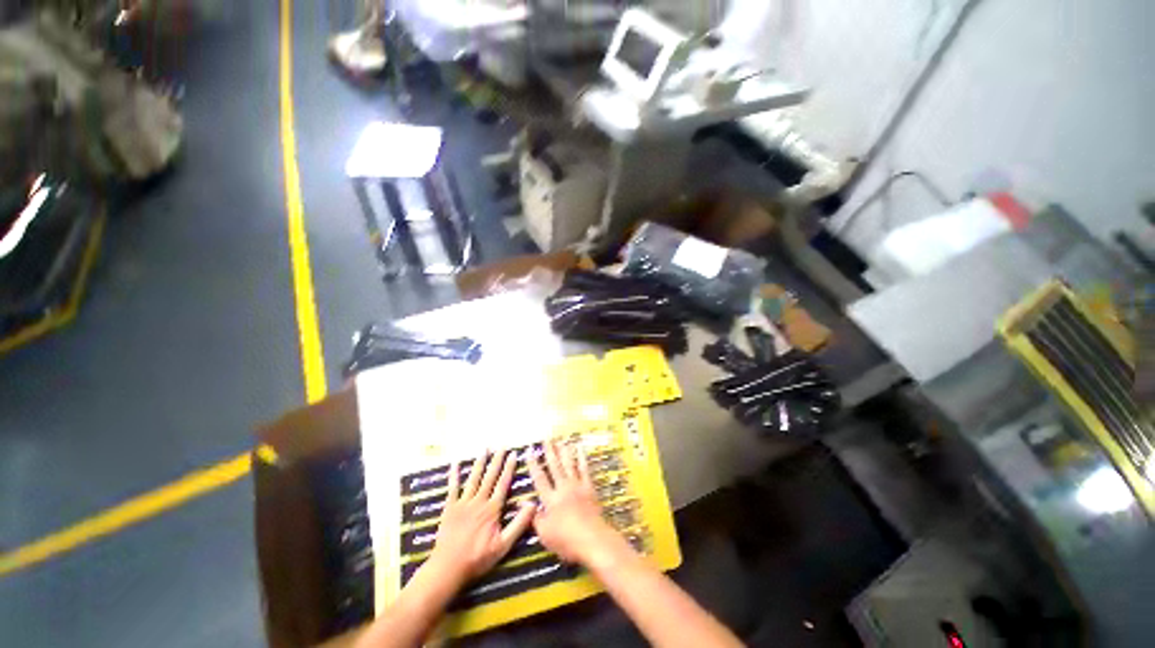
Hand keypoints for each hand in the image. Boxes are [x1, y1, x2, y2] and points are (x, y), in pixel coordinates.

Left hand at [426, 450, 535, 584]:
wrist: (448, 568)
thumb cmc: (478, 558)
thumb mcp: (503, 545)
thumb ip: (519, 524)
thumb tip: (533, 504)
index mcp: (492, 509)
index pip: (503, 483)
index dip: (509, 468)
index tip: (513, 454)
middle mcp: (479, 501)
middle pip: (490, 476)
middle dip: (497, 460)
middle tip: (502, 445)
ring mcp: (463, 503)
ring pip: (473, 478)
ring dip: (480, 462)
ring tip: (485, 448)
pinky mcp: (450, 508)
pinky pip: (453, 488)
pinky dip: (454, 475)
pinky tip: (455, 463)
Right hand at [526, 440, 620, 564]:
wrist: (593, 539)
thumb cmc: (566, 540)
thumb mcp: (545, 534)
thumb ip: (534, 517)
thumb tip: (523, 503)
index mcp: (550, 499)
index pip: (539, 478)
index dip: (533, 464)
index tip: (530, 451)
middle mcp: (563, 488)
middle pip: (554, 466)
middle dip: (549, 452)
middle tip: (546, 439)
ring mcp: (577, 485)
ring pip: (568, 464)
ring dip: (564, 451)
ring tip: (560, 440)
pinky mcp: (589, 487)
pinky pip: (584, 468)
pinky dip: (581, 457)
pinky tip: (579, 448)